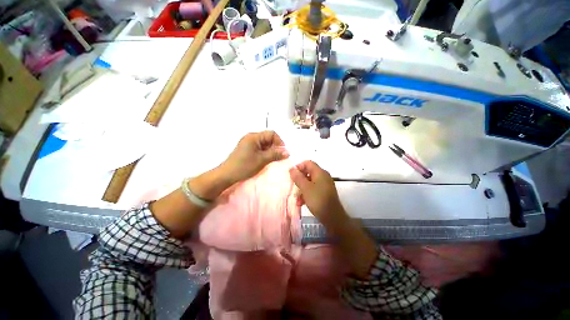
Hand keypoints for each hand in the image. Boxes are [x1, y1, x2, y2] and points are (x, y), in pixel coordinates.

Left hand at [219, 131, 288, 184]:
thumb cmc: (244, 166)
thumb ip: (275, 154)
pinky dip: (265, 153)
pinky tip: (266, 160)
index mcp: (254, 137)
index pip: (272, 134)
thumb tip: (288, 152)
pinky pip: (260, 148)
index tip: (283, 152)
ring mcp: (249, 143)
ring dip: (271, 151)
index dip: (279, 142)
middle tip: (279, 157)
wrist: (227, 175)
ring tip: (273, 160)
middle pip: (268, 138)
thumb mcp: (262, 160)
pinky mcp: (247, 150)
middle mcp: (251, 137)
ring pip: (265, 144)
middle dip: (275, 147)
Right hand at [289, 161, 348, 228]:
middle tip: (293, 187)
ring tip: (297, 199)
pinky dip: (307, 194)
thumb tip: (291, 168)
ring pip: (309, 182)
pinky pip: (313, 189)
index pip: (308, 163)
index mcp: (320, 172)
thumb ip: (298, 177)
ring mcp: (324, 185)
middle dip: (299, 180)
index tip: (292, 176)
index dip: (299, 167)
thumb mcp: (305, 188)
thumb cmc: (318, 200)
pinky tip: (302, 203)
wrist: (333, 217)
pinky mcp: (324, 193)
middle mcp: (323, 176)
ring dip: (302, 189)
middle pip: (308, 172)